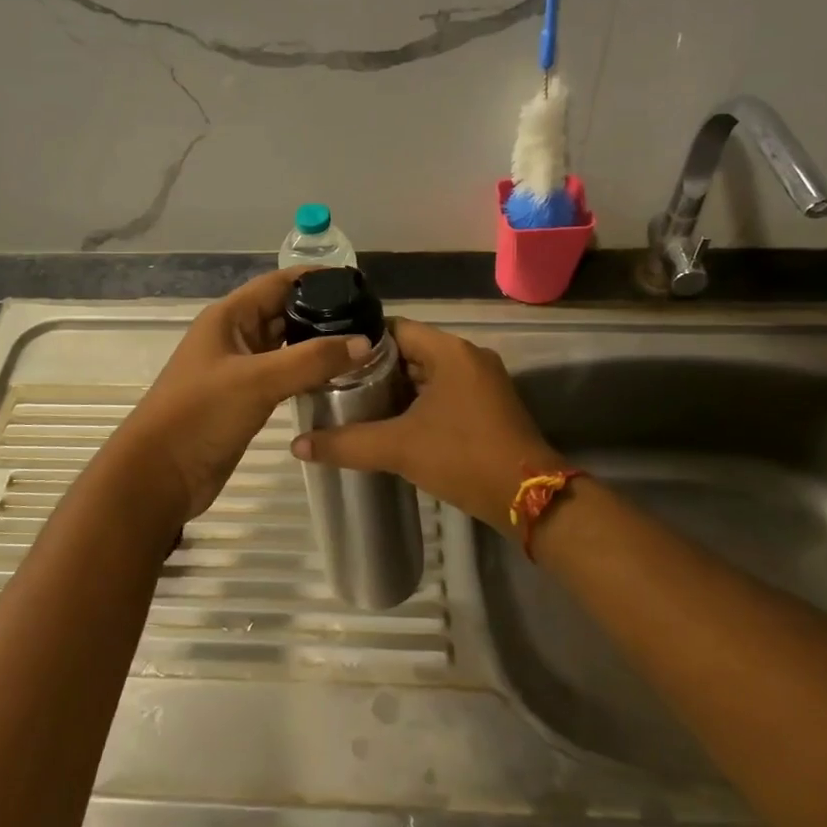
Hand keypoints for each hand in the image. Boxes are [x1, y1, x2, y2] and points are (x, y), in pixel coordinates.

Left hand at [109, 268, 370, 525]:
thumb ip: (311, 359)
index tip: (360, 284)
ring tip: (363, 347)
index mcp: (229, 317)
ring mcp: (240, 368)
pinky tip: (338, 379)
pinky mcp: (246, 398)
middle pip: (285, 312)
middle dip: (324, 312)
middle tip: (371, 320)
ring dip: (318, 344)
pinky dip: (308, 372)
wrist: (160, 474)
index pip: (279, 283)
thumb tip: (365, 342)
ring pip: (286, 345)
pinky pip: (284, 374)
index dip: (317, 278)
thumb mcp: (258, 381)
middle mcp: (235, 335)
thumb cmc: (201, 415)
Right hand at [289, 318, 563, 528]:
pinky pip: (443, 392)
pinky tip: (389, 422)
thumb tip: (297, 445)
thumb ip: (346, 443)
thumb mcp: (399, 448)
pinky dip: (416, 402)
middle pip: (409, 351)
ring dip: (394, 388)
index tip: (328, 357)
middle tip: (333, 384)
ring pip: (426, 374)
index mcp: (449, 351)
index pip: (393, 328)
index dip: (359, 341)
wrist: (530, 498)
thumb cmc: (464, 457)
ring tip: (352, 403)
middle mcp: (467, 357)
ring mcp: (481, 382)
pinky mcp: (487, 406)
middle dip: (373, 368)